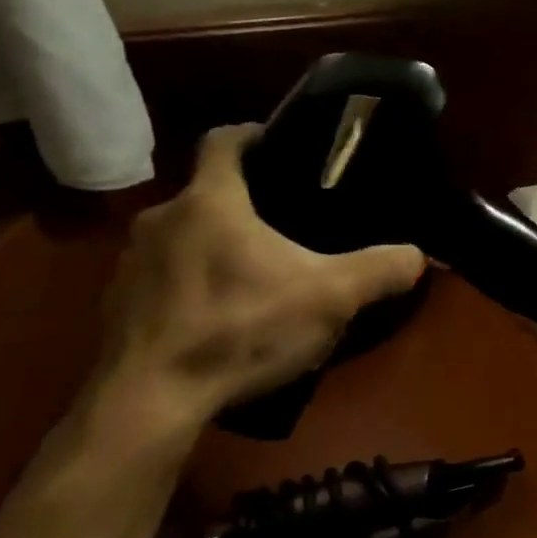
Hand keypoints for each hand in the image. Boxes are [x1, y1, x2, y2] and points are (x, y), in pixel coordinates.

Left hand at [94, 125, 424, 425]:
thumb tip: (419, 255)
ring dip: (218, 249)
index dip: (255, 135)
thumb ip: (381, 270)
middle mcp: (161, 219)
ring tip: (258, 278)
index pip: (224, 140)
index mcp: (209, 201)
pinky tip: (222, 321)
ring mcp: (132, 264)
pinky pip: (164, 280)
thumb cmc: (241, 328)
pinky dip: (193, 289)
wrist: (149, 402)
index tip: (283, 148)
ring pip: (185, 239)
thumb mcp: (330, 298)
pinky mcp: (117, 307)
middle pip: (208, 194)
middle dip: (247, 206)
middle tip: (290, 229)